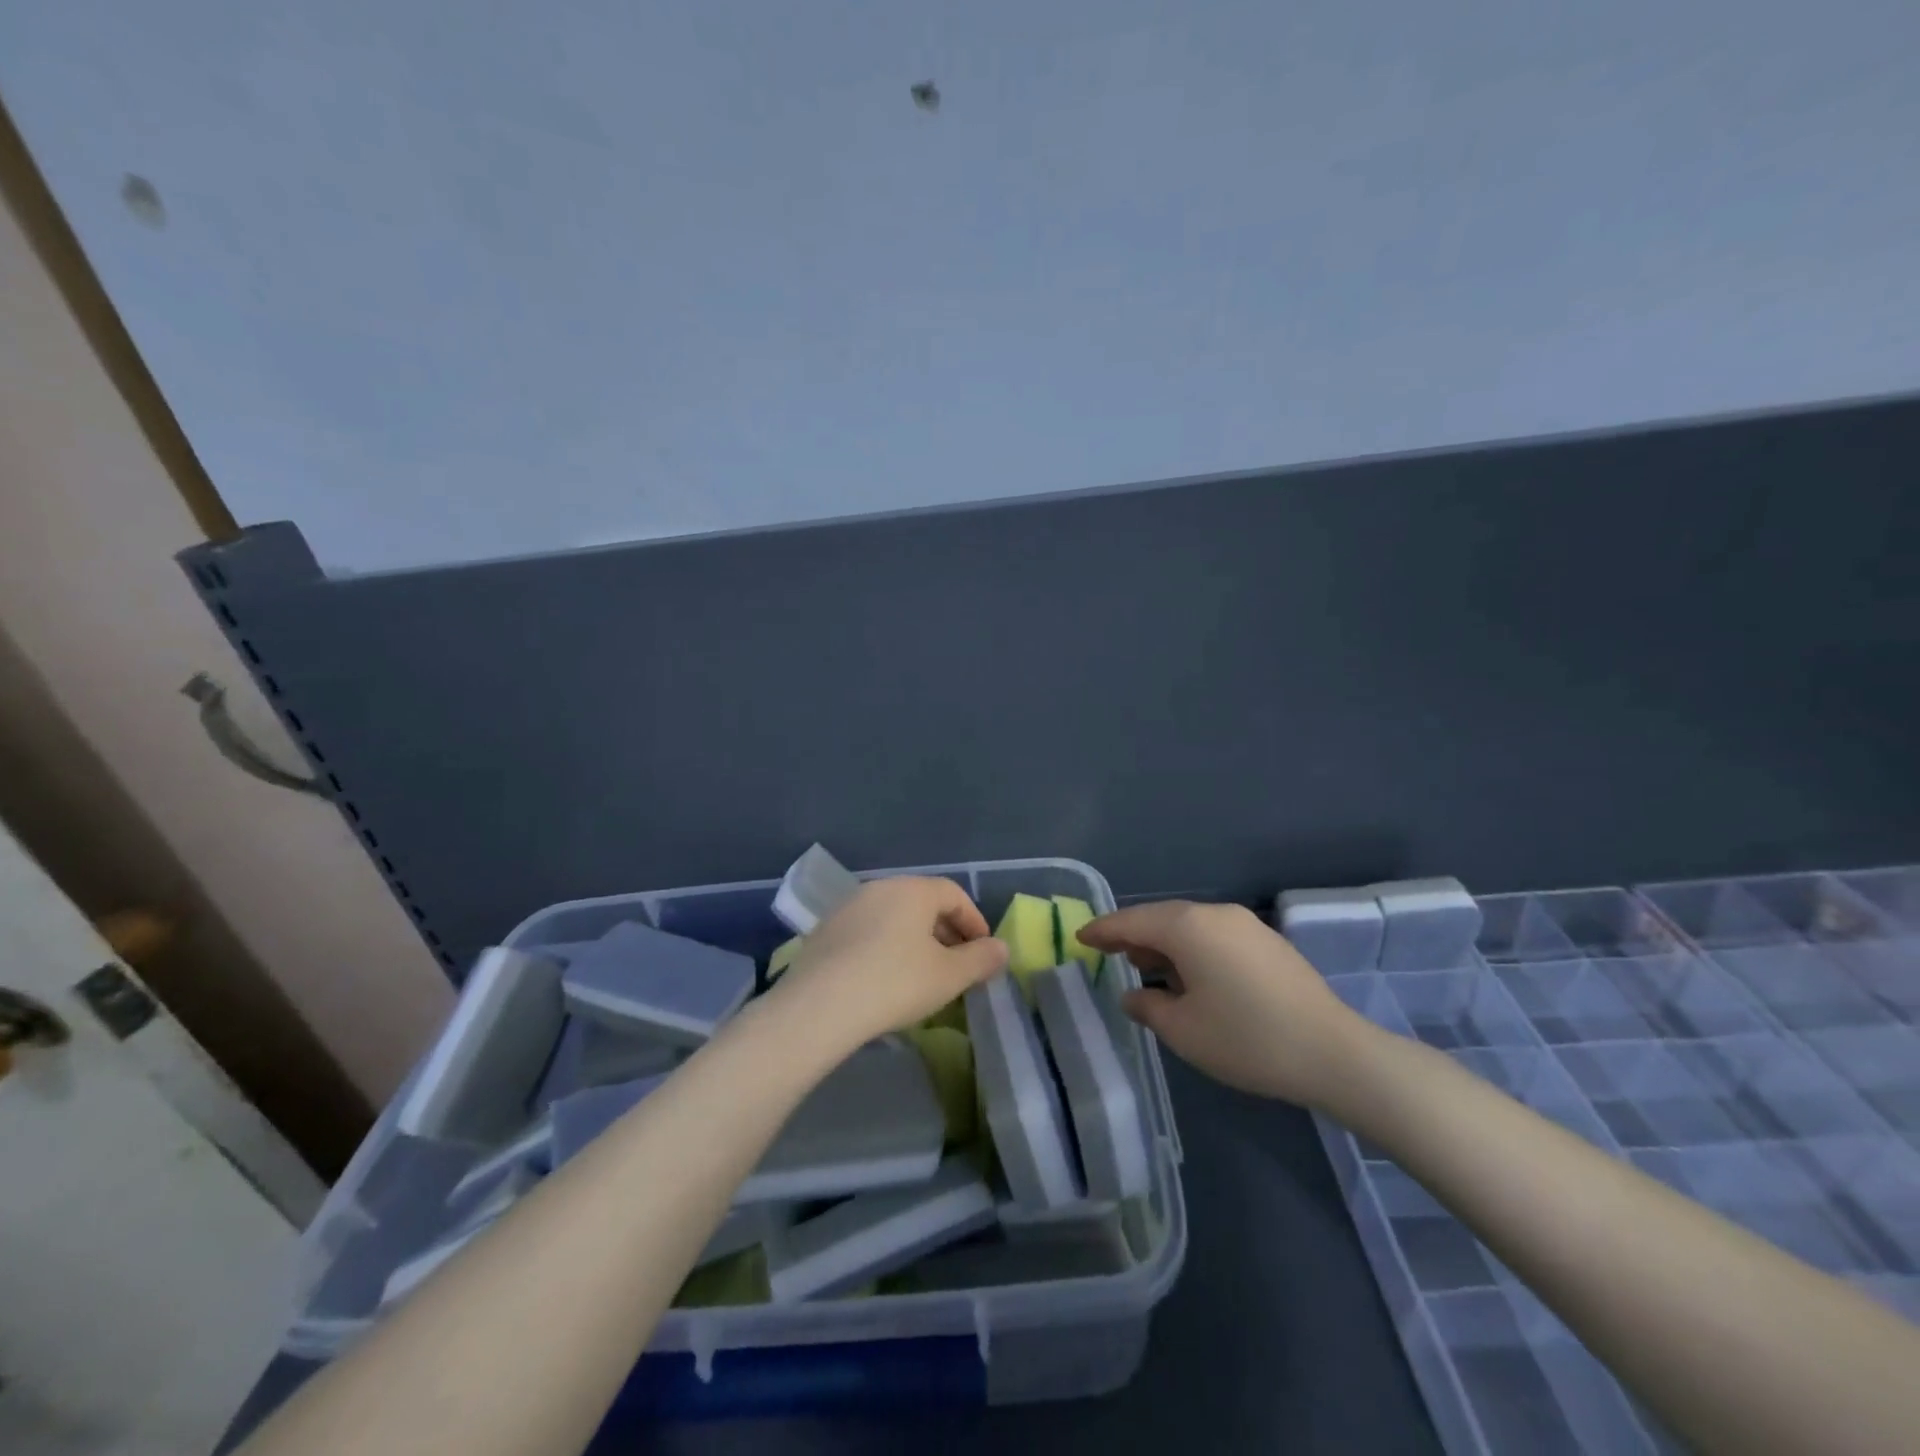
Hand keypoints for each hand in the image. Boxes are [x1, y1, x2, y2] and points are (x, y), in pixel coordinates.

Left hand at [768, 877, 1007, 1053]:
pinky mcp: (824, 932)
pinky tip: (885, 980)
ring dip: (915, 941)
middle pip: (922, 903)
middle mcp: (879, 888)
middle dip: (946, 932)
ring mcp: (847, 908)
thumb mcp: (949, 976)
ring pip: (893, 918)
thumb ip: (980, 959)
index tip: (983, 950)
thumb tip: (1001, 949)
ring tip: (924, 975)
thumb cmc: (895, 983)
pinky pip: (867, 932)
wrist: (820, 1006)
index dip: (974, 920)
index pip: (953, 893)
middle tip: (958, 965)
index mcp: (912, 890)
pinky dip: (885, 948)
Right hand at [1079, 900, 1365, 1106]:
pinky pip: (1214, 935)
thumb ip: (1147, 1007)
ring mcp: (1245, 925)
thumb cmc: (1246, 1039)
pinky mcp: (1267, 942)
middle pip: (1161, 918)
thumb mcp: (1183, 1031)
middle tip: (1108, 954)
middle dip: (1132, 935)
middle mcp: (1215, 914)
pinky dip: (1191, 949)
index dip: (1103, 930)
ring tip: (1145, 969)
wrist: (1334, 1053)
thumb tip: (1133, 995)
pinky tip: (1190, 976)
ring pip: (1189, 926)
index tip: (1080, 938)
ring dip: (1164, 944)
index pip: (1132, 921)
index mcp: (1188, 927)